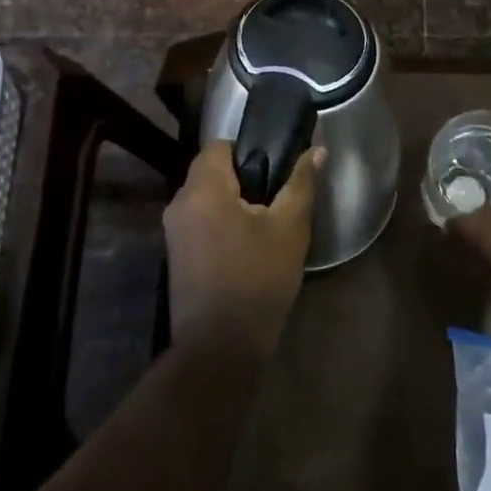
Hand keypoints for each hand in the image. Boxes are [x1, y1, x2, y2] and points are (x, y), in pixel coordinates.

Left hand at [165, 141, 323, 356]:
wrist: (219, 346)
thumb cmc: (257, 279)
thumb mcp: (289, 228)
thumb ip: (301, 184)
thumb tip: (317, 150)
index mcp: (202, 189)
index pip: (219, 145)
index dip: (248, 149)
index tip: (274, 169)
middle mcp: (179, 203)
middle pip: (210, 170)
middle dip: (242, 176)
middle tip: (275, 197)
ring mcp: (173, 231)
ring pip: (205, 197)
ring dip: (232, 200)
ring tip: (265, 222)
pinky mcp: (176, 254)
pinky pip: (199, 220)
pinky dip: (220, 221)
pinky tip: (246, 245)